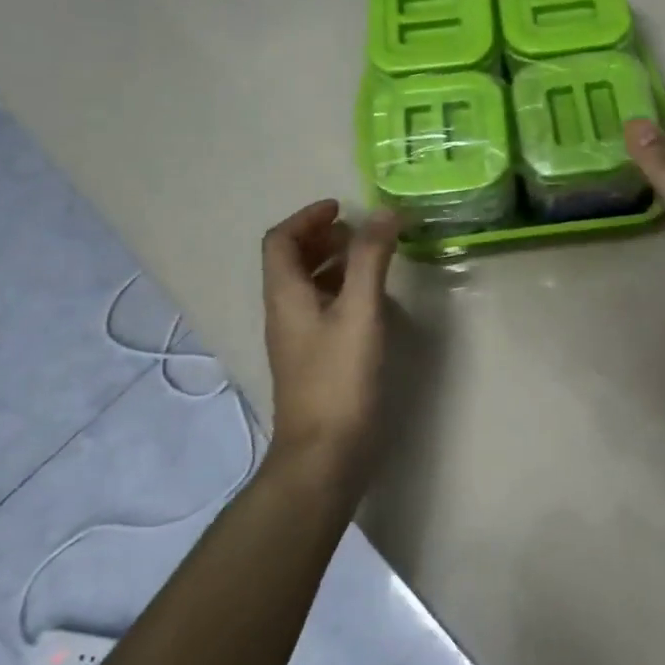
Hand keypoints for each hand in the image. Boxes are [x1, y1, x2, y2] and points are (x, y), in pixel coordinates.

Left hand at [261, 200, 400, 487]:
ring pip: (308, 287)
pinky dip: (342, 293)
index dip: (307, 218)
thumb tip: (384, 213)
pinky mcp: (314, 361)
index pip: (280, 241)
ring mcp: (298, 340)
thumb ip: (371, 260)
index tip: (342, 208)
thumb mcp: (359, 312)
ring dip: (333, 265)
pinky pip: (322, 311)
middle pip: (291, 262)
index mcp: (286, 296)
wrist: (324, 455)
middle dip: (322, 238)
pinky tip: (371, 303)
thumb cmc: (339, 379)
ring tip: (371, 259)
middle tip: (360, 231)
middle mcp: (284, 313)